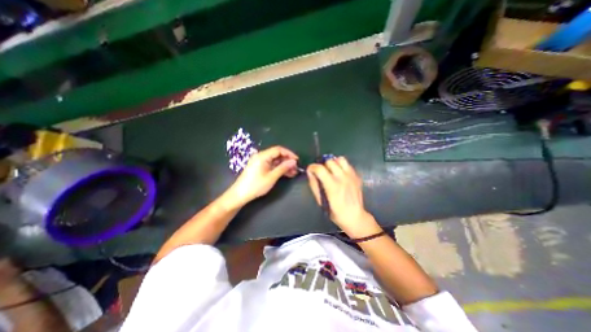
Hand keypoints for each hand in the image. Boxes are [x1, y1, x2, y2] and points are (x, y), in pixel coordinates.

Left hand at [227, 145, 300, 206]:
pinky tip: (286, 174)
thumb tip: (294, 162)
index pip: (279, 150)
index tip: (297, 160)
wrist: (240, 194)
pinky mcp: (259, 167)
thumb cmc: (256, 185)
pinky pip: (271, 165)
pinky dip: (279, 169)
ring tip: (293, 173)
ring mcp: (260, 162)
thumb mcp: (272, 177)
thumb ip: (283, 168)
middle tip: (296, 168)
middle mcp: (261, 156)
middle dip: (287, 161)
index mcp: (262, 156)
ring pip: (275, 161)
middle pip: (277, 155)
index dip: (289, 154)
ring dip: (284, 165)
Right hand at [307, 158, 381, 238]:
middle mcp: (342, 178)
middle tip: (321, 172)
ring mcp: (351, 176)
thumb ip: (314, 185)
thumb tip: (310, 173)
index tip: (310, 170)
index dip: (312, 167)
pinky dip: (341, 166)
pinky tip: (340, 174)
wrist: (355, 216)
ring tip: (331, 170)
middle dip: (322, 165)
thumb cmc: (335, 211)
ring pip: (340, 159)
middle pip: (329, 161)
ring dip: (333, 163)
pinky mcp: (357, 176)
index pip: (319, 168)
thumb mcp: (321, 201)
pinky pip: (348, 164)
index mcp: (332, 185)